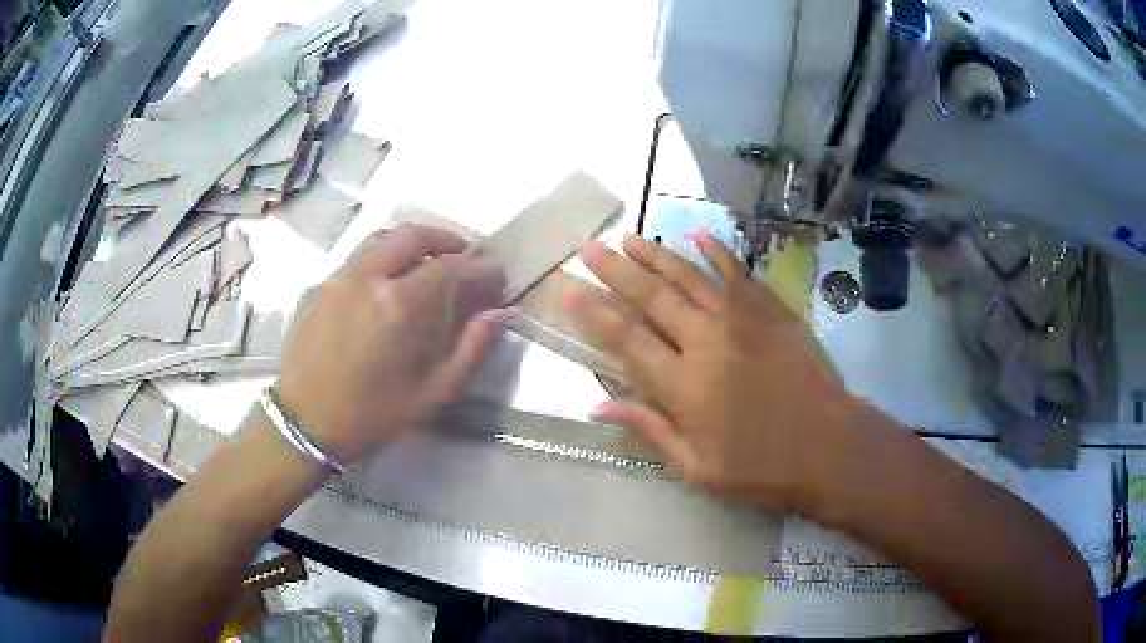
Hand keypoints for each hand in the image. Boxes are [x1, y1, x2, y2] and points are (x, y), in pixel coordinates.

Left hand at [274, 224, 506, 464]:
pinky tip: (393, 274)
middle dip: (447, 238)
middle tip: (466, 252)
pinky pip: (361, 254)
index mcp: (399, 306)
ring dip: (414, 239)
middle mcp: (369, 278)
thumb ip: (469, 350)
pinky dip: (386, 251)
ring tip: (432, 256)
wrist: (305, 423)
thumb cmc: (372, 415)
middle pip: (414, 236)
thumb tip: (496, 314)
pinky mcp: (324, 284)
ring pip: (384, 237)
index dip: (480, 267)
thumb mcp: (432, 395)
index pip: (451, 267)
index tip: (496, 273)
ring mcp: (342, 277)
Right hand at [566, 231, 864, 514]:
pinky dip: (717, 253)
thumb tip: (597, 407)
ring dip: (656, 255)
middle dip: (616, 270)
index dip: (594, 313)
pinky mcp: (772, 312)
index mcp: (683, 385)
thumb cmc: (761, 469)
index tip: (570, 288)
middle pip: (652, 298)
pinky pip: (738, 274)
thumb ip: (649, 430)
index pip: (626, 339)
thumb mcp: (697, 468)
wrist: (829, 448)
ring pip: (689, 277)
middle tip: (590, 247)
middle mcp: (706, 342)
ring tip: (629, 237)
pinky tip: (697, 235)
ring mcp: (742, 320)